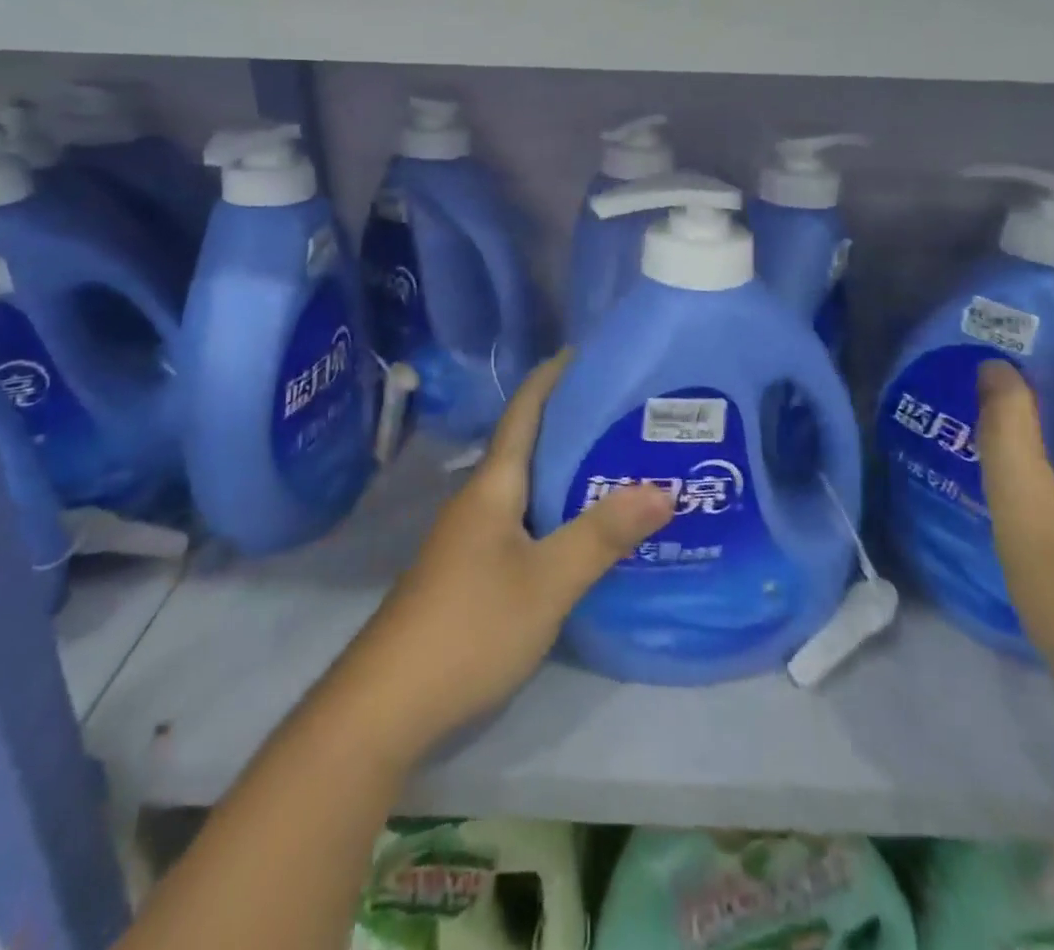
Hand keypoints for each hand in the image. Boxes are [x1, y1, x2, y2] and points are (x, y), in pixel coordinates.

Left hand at [337, 353, 673, 760]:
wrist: (390, 701)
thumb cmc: (471, 625)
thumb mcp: (547, 581)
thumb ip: (603, 535)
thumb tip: (664, 487)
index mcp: (493, 485)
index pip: (524, 411)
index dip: (551, 377)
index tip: (585, 352)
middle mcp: (480, 500)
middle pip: (528, 445)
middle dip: (572, 423)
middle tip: (626, 413)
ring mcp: (472, 537)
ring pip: (528, 487)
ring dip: (566, 470)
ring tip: (619, 464)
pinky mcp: (473, 570)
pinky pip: (523, 521)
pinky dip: (556, 511)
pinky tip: (585, 529)